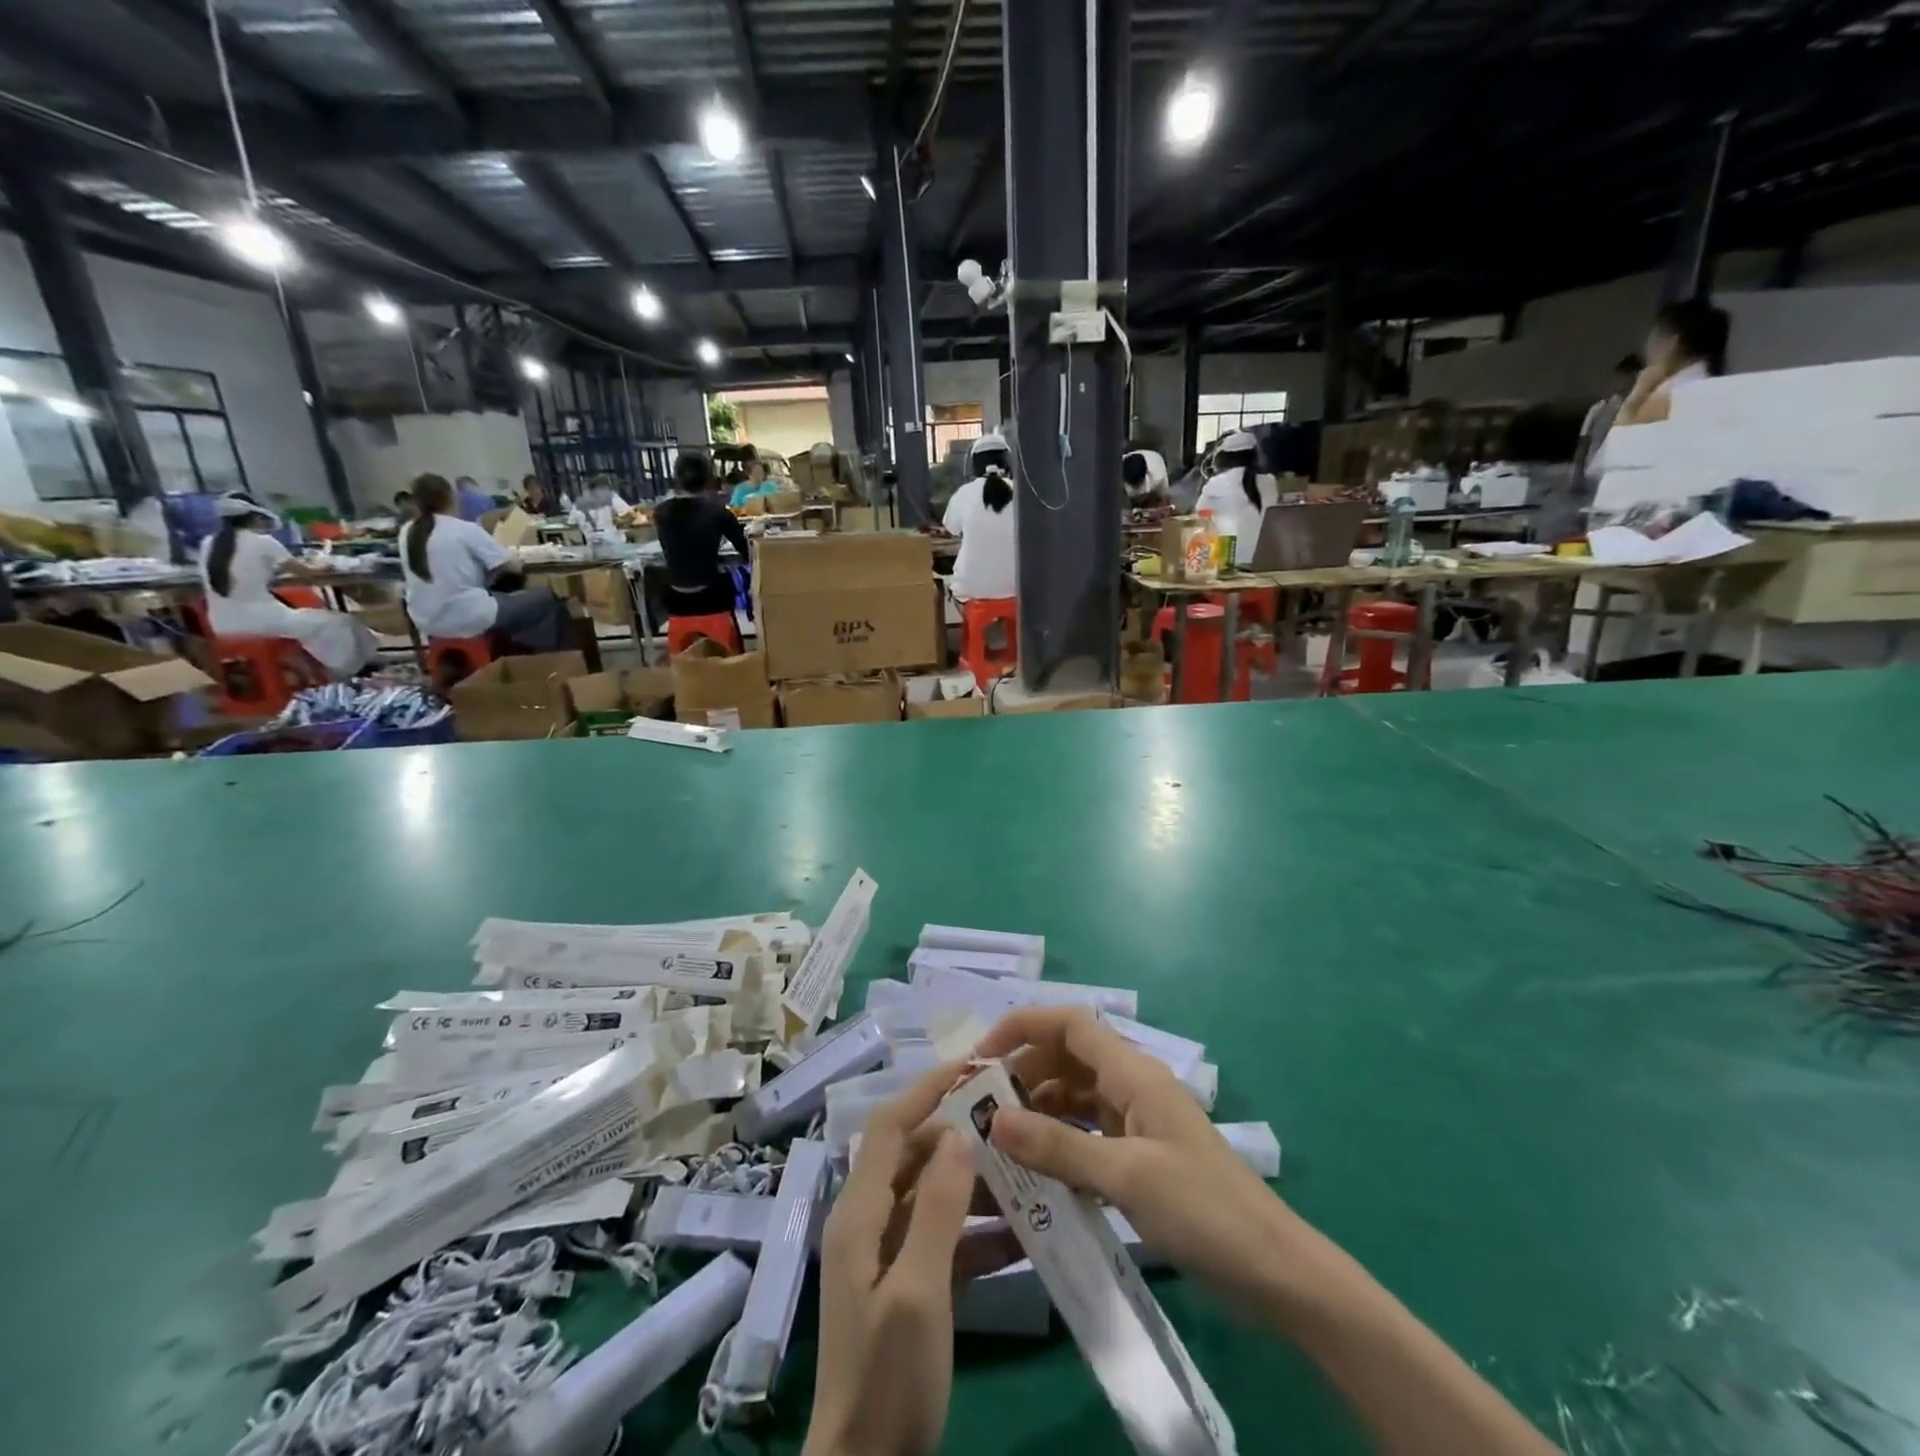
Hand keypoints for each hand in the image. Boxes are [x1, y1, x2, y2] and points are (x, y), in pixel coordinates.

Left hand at [804, 1065, 1006, 1455]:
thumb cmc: (888, 1375)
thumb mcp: (919, 1290)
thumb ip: (938, 1208)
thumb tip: (959, 1131)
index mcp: (859, 1212)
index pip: (891, 1127)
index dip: (927, 1090)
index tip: (973, 1067)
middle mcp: (869, 1220)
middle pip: (914, 1156)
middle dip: (960, 1134)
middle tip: (1012, 1121)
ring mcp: (887, 1253)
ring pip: (933, 1195)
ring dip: (974, 1184)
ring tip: (1025, 1174)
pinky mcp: (909, 1283)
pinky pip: (943, 1237)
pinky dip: (977, 1231)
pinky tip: (1021, 1235)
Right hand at [975, 1007, 1295, 1314]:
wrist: (1274, 1273)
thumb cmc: (1203, 1210)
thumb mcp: (1126, 1176)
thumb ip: (1058, 1146)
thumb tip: (992, 1118)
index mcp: (1133, 1073)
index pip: (1070, 1024)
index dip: (1023, 1026)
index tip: (981, 1056)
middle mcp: (1132, 1087)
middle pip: (1067, 1057)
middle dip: (1023, 1071)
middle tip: (980, 1106)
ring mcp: (1137, 1123)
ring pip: (1074, 1096)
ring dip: (1038, 1109)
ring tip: (998, 1139)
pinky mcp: (1139, 1158)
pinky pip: (1087, 1134)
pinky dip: (1059, 1142)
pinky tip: (1035, 1170)